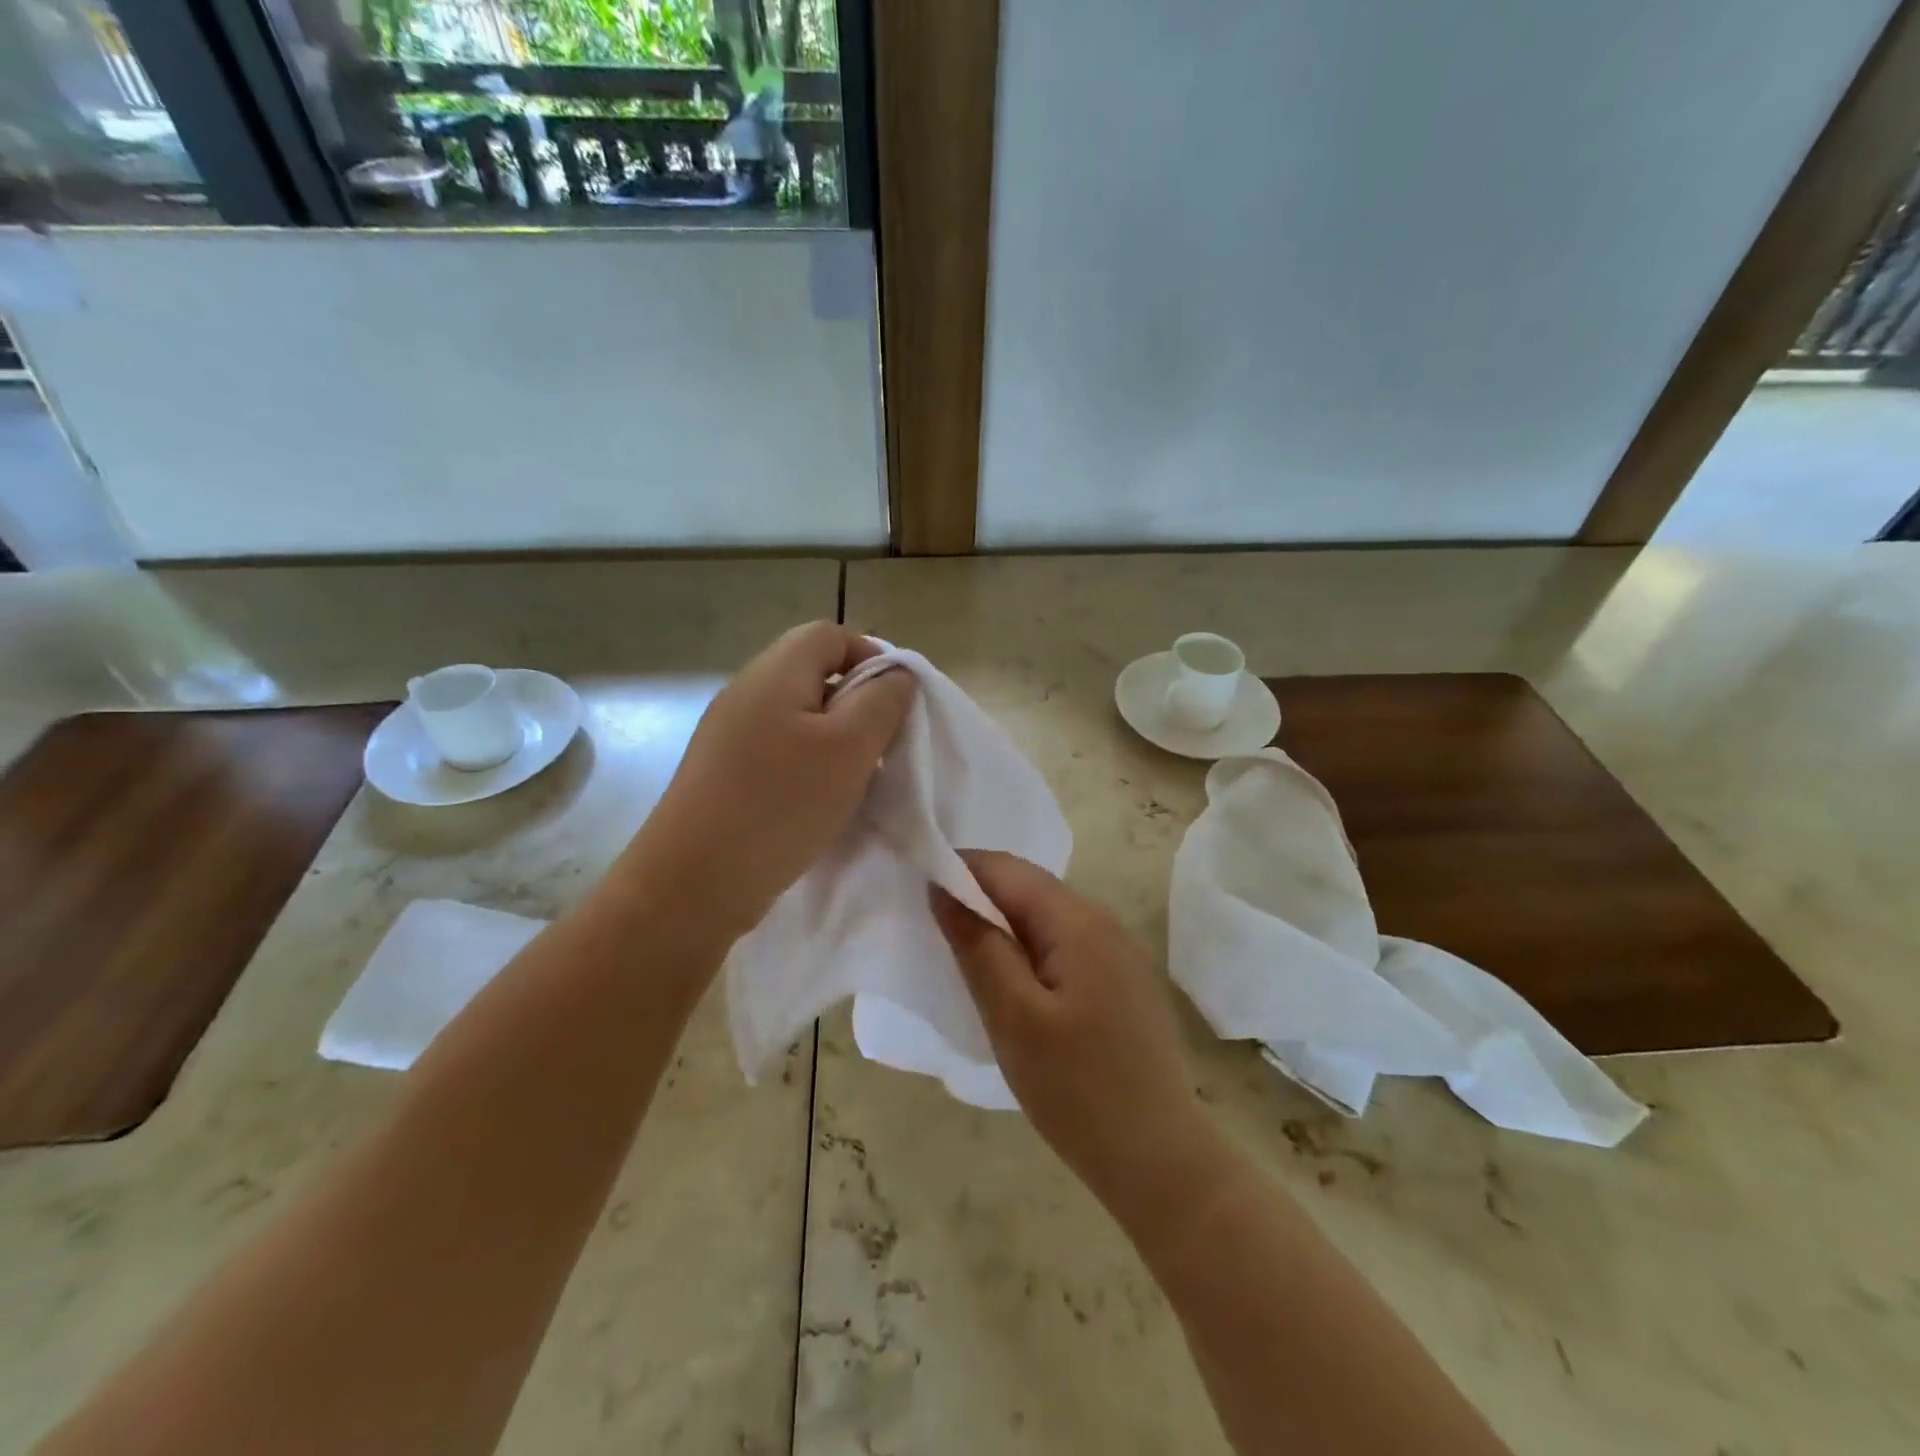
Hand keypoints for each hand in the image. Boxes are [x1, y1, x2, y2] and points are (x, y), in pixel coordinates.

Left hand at [632, 621, 914, 939]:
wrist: (694, 882)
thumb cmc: (781, 804)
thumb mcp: (850, 747)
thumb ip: (883, 701)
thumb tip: (896, 675)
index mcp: (774, 672)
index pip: (831, 634)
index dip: (872, 657)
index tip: (898, 704)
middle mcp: (746, 691)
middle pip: (815, 673)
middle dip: (858, 703)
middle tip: (881, 746)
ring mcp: (729, 733)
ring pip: (800, 716)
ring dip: (836, 739)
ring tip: (855, 779)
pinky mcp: (724, 771)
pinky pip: (779, 750)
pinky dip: (809, 765)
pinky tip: (820, 802)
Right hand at [931, 851, 1224, 1227]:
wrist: (1159, 1159)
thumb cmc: (1077, 1088)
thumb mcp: (1013, 1017)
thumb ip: (978, 945)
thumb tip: (944, 888)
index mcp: (1077, 920)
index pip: (1006, 869)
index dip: (959, 870)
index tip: (917, 891)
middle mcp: (1102, 921)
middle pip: (1028, 887)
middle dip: (977, 896)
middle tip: (932, 927)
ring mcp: (1117, 952)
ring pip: (1045, 916)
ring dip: (1001, 924)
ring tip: (962, 953)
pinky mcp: (1120, 981)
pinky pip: (1063, 944)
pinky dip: (1027, 949)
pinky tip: (1009, 981)